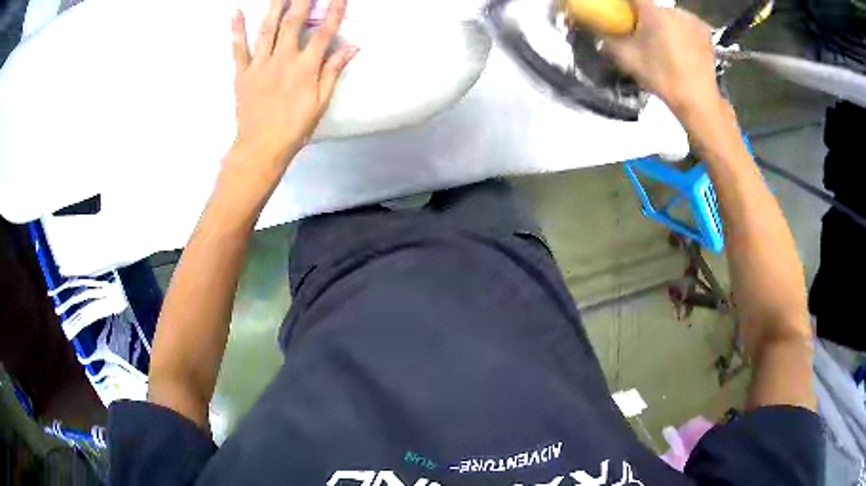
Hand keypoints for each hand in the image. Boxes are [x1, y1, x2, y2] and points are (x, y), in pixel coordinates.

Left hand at [230, 0, 356, 168]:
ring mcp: (260, 65)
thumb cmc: (295, 127)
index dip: (333, 12)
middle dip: (301, 0)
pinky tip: (237, 12)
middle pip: (293, 23)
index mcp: (305, 68)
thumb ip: (333, 71)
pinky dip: (237, 30)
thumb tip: (352, 47)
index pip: (323, 33)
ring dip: (274, 6)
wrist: (261, 147)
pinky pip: (239, 49)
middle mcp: (283, 60)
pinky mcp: (242, 73)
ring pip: (267, 29)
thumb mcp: (321, 102)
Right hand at [604, 0, 718, 115]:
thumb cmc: (662, 77)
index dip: (625, 4)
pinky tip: (681, 46)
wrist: (698, 100)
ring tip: (664, 43)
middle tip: (643, 33)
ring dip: (664, 23)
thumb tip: (600, 33)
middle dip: (646, 16)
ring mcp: (692, 20)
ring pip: (670, 15)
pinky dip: (680, 30)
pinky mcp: (705, 32)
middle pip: (653, 7)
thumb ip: (609, 40)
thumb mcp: (628, 59)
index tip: (622, 12)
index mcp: (653, 12)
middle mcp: (674, 10)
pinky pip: (686, 24)